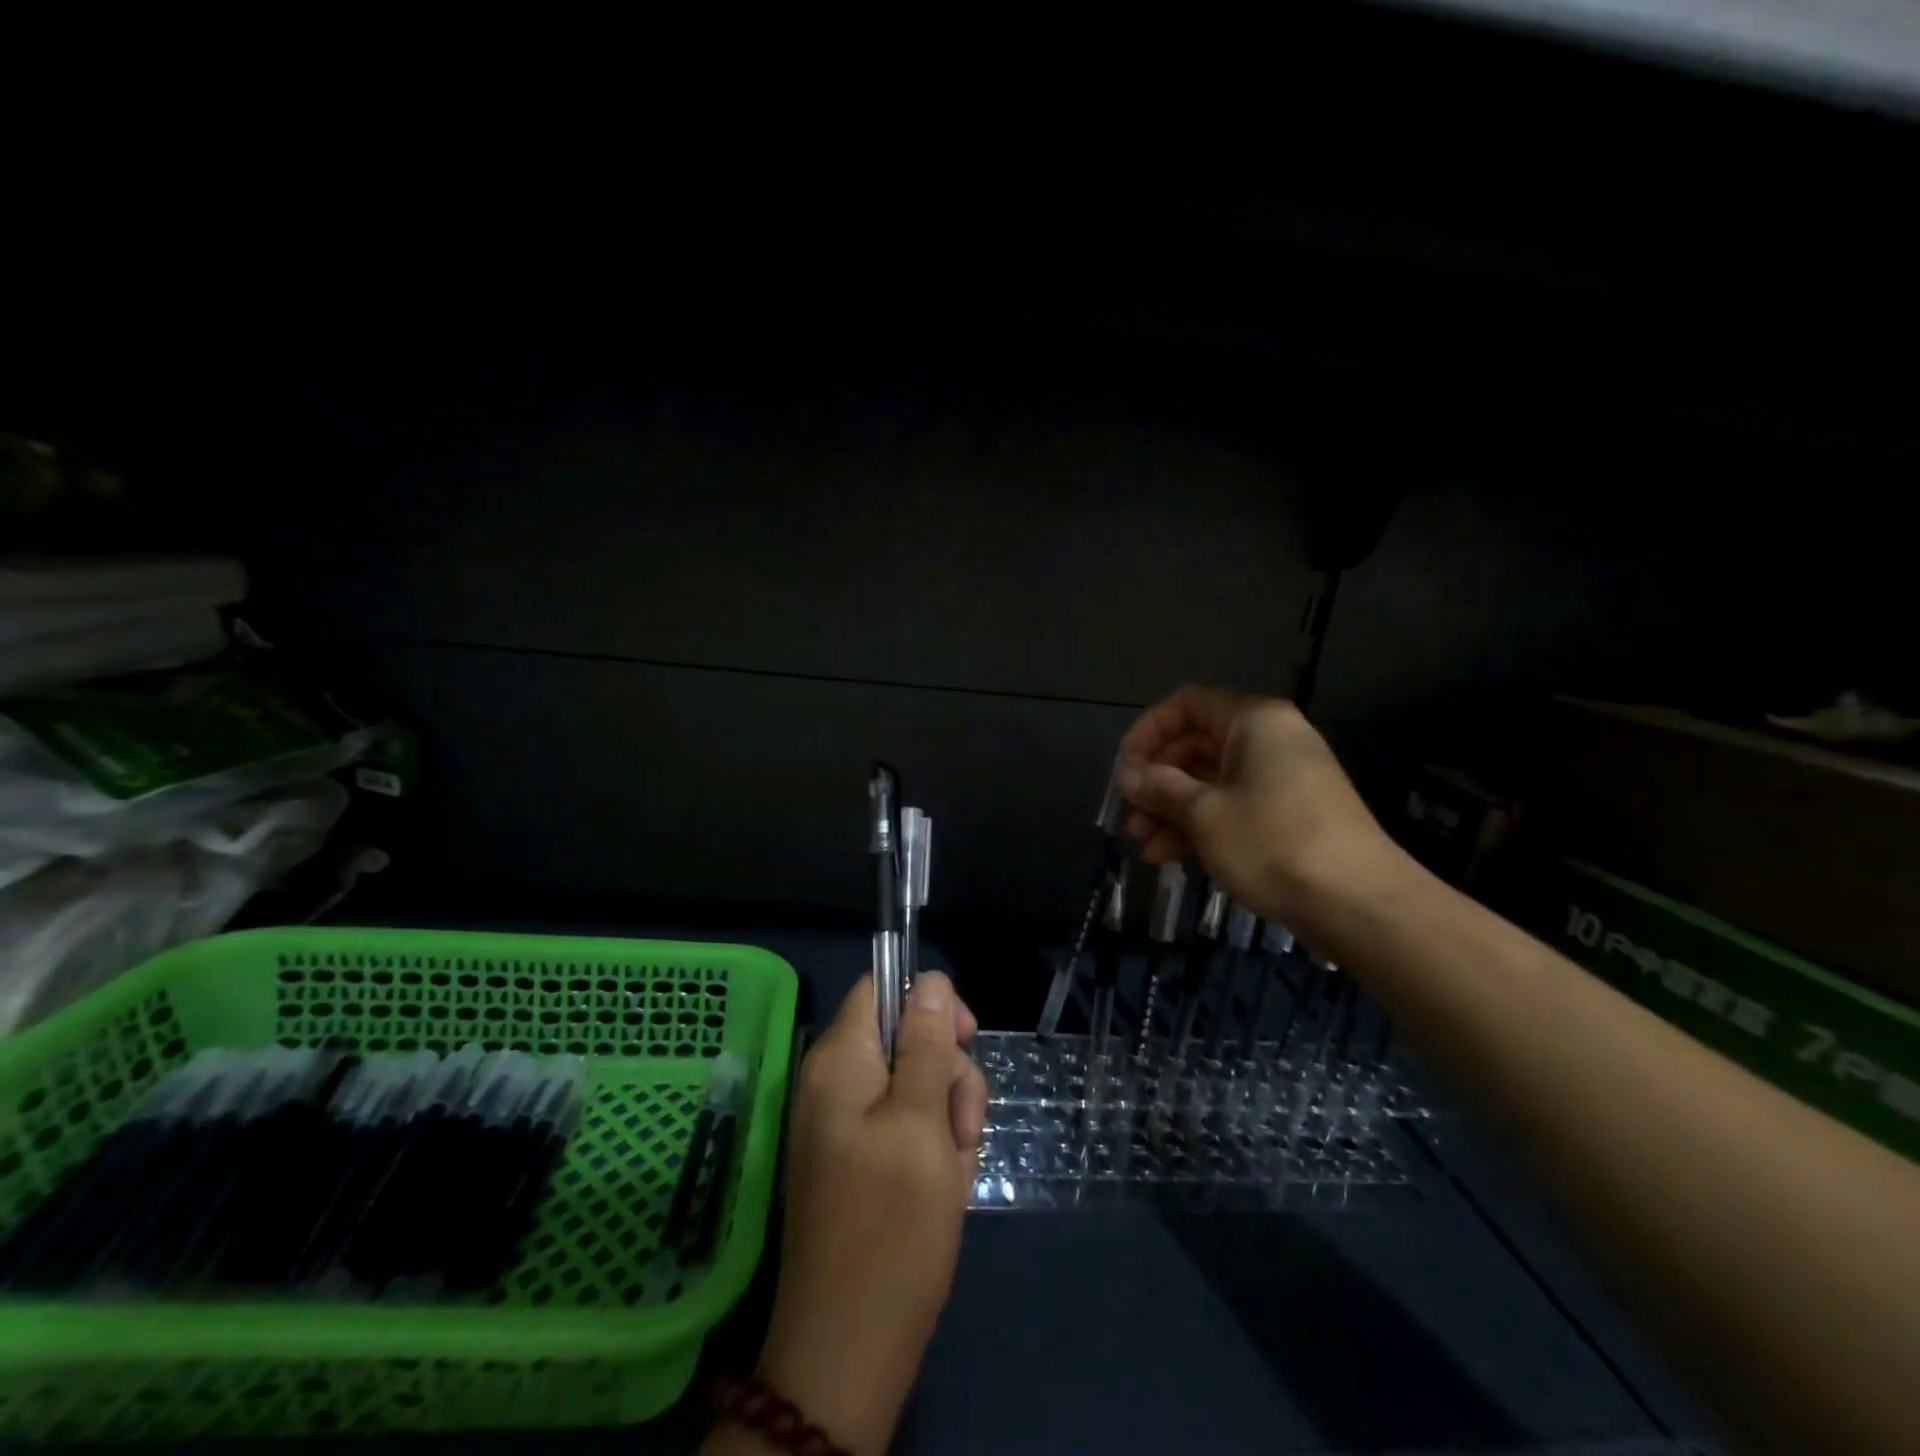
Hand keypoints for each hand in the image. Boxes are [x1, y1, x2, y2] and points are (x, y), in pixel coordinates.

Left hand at [755, 973, 986, 1455]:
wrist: (849, 1347)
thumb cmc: (891, 1224)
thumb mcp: (922, 1121)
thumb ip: (926, 1043)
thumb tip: (929, 978)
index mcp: (839, 1059)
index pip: (882, 989)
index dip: (928, 1002)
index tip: (965, 1038)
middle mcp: (834, 1081)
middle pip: (905, 1039)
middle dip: (947, 1074)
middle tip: (966, 1128)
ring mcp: (844, 1124)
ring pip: (914, 1086)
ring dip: (947, 1118)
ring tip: (956, 1172)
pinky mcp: (857, 1161)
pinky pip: (905, 1128)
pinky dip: (933, 1149)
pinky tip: (946, 1189)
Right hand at [1115, 684, 1405, 936]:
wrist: (1357, 903)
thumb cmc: (1271, 841)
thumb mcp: (1203, 813)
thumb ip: (1159, 787)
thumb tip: (1126, 775)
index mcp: (1254, 721)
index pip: (1186, 704)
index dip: (1148, 732)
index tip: (1124, 770)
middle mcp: (1270, 739)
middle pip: (1196, 746)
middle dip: (1157, 782)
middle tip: (1131, 816)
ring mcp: (1283, 779)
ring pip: (1212, 782)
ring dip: (1173, 811)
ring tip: (1146, 846)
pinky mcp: (1290, 815)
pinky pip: (1234, 806)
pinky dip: (1202, 826)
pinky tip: (1173, 857)